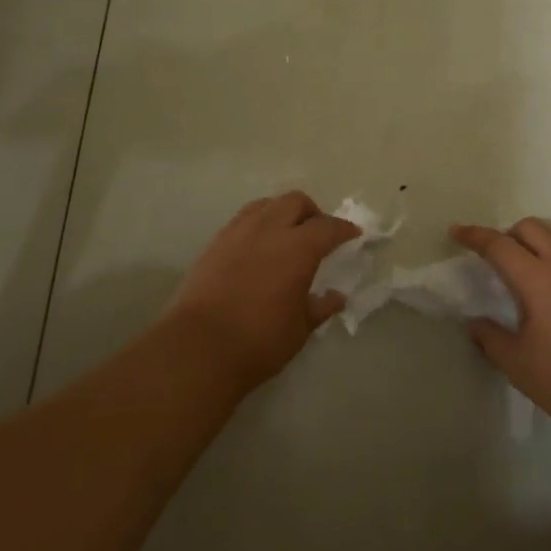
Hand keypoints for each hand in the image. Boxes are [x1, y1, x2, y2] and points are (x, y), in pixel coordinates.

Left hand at [164, 192, 359, 390]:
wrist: (197, 349)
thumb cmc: (259, 341)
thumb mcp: (300, 329)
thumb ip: (320, 307)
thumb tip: (336, 297)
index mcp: (298, 247)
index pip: (328, 227)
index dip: (344, 229)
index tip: (353, 234)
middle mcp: (269, 230)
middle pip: (295, 202)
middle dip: (312, 213)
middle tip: (318, 234)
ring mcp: (237, 233)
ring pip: (265, 205)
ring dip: (282, 213)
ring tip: (286, 235)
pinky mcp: (214, 244)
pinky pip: (242, 220)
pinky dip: (257, 225)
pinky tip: (257, 248)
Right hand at [450, 219, 550, 434]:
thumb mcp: (517, 363)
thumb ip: (490, 337)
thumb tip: (475, 322)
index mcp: (538, 278)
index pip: (499, 244)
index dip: (474, 236)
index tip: (456, 232)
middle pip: (530, 227)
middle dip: (506, 234)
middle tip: (492, 260)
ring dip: (532, 246)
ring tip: (520, 278)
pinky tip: (550, 294)